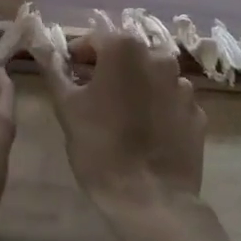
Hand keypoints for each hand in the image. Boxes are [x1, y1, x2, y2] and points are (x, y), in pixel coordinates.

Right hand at [38, 30, 204, 218]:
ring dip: (135, 88)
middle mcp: (159, 58)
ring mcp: (183, 86)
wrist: (150, 200)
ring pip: (151, 77)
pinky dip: (157, 109)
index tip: (69, 77)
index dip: (77, 57)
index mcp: (125, 49)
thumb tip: (44, 49)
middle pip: (126, 55)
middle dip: (108, 70)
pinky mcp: (197, 114)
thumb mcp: (66, 106)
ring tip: (120, 117)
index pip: (94, 40)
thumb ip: (54, 70)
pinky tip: (145, 133)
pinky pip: (170, 102)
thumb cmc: (100, 147)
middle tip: (91, 97)